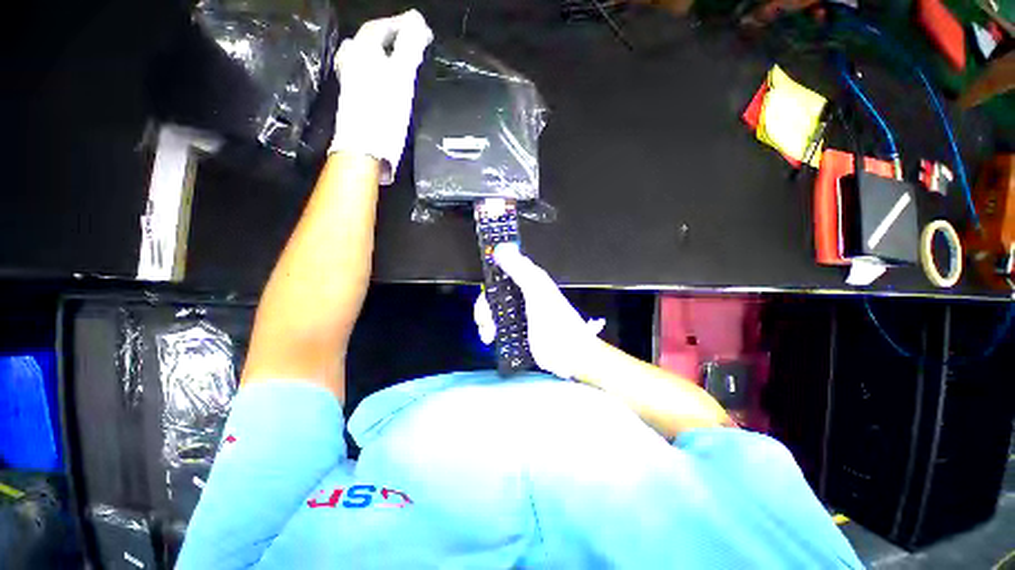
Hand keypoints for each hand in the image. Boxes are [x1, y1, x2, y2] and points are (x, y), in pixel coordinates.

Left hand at [330, 10, 432, 184]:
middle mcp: (352, 62)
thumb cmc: (384, 112)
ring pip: (364, 59)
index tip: (419, 28)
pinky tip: (385, 84)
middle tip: (406, 43)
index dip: (400, 24)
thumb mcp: (402, 77)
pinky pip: (364, 76)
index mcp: (363, 52)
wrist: (364, 150)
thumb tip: (417, 20)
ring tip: (397, 62)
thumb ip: (410, 47)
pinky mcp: (352, 101)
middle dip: (388, 38)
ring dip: (380, 56)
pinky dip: (377, 72)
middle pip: (368, 41)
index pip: (379, 27)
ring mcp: (350, 82)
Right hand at [474, 244, 604, 378]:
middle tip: (486, 319)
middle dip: (485, 306)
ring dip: (486, 320)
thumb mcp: (538, 293)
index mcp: (530, 282)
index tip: (484, 291)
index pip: (503, 271)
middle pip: (494, 293)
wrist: (569, 357)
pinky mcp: (518, 329)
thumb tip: (502, 248)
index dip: (491, 278)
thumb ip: (521, 271)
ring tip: (489, 333)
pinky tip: (490, 338)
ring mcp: (520, 313)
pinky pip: (497, 325)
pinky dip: (490, 330)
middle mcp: (524, 295)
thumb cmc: (557, 324)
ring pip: (493, 310)